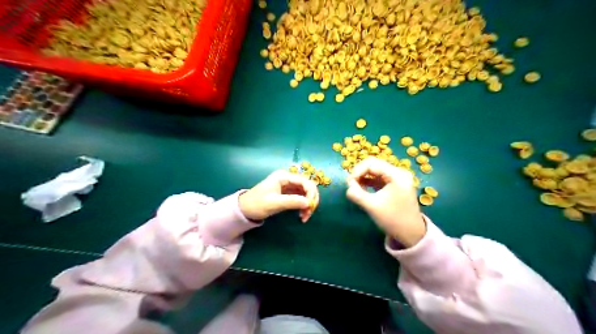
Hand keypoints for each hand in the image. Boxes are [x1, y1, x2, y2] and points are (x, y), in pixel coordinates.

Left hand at [239, 171, 318, 221]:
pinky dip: (304, 206)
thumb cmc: (256, 204)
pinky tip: (302, 215)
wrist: (245, 210)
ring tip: (304, 217)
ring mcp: (289, 186)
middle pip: (308, 187)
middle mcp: (288, 179)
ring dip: (308, 204)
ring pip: (306, 193)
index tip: (310, 207)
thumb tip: (308, 203)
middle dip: (311, 200)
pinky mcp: (288, 194)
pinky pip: (301, 198)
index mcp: (284, 176)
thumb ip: (291, 202)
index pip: (305, 181)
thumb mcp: (273, 203)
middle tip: (309, 213)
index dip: (311, 193)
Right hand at [347, 156, 425, 247]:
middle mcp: (398, 172)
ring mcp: (397, 178)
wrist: (411, 234)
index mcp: (396, 175)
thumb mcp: (372, 207)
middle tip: (350, 185)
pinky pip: (378, 177)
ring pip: (375, 170)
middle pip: (373, 164)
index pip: (371, 163)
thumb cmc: (393, 220)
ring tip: (355, 188)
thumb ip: (357, 194)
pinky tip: (361, 188)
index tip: (348, 184)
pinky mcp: (395, 184)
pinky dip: (369, 181)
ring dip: (363, 176)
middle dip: (359, 172)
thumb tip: (348, 186)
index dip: (357, 171)